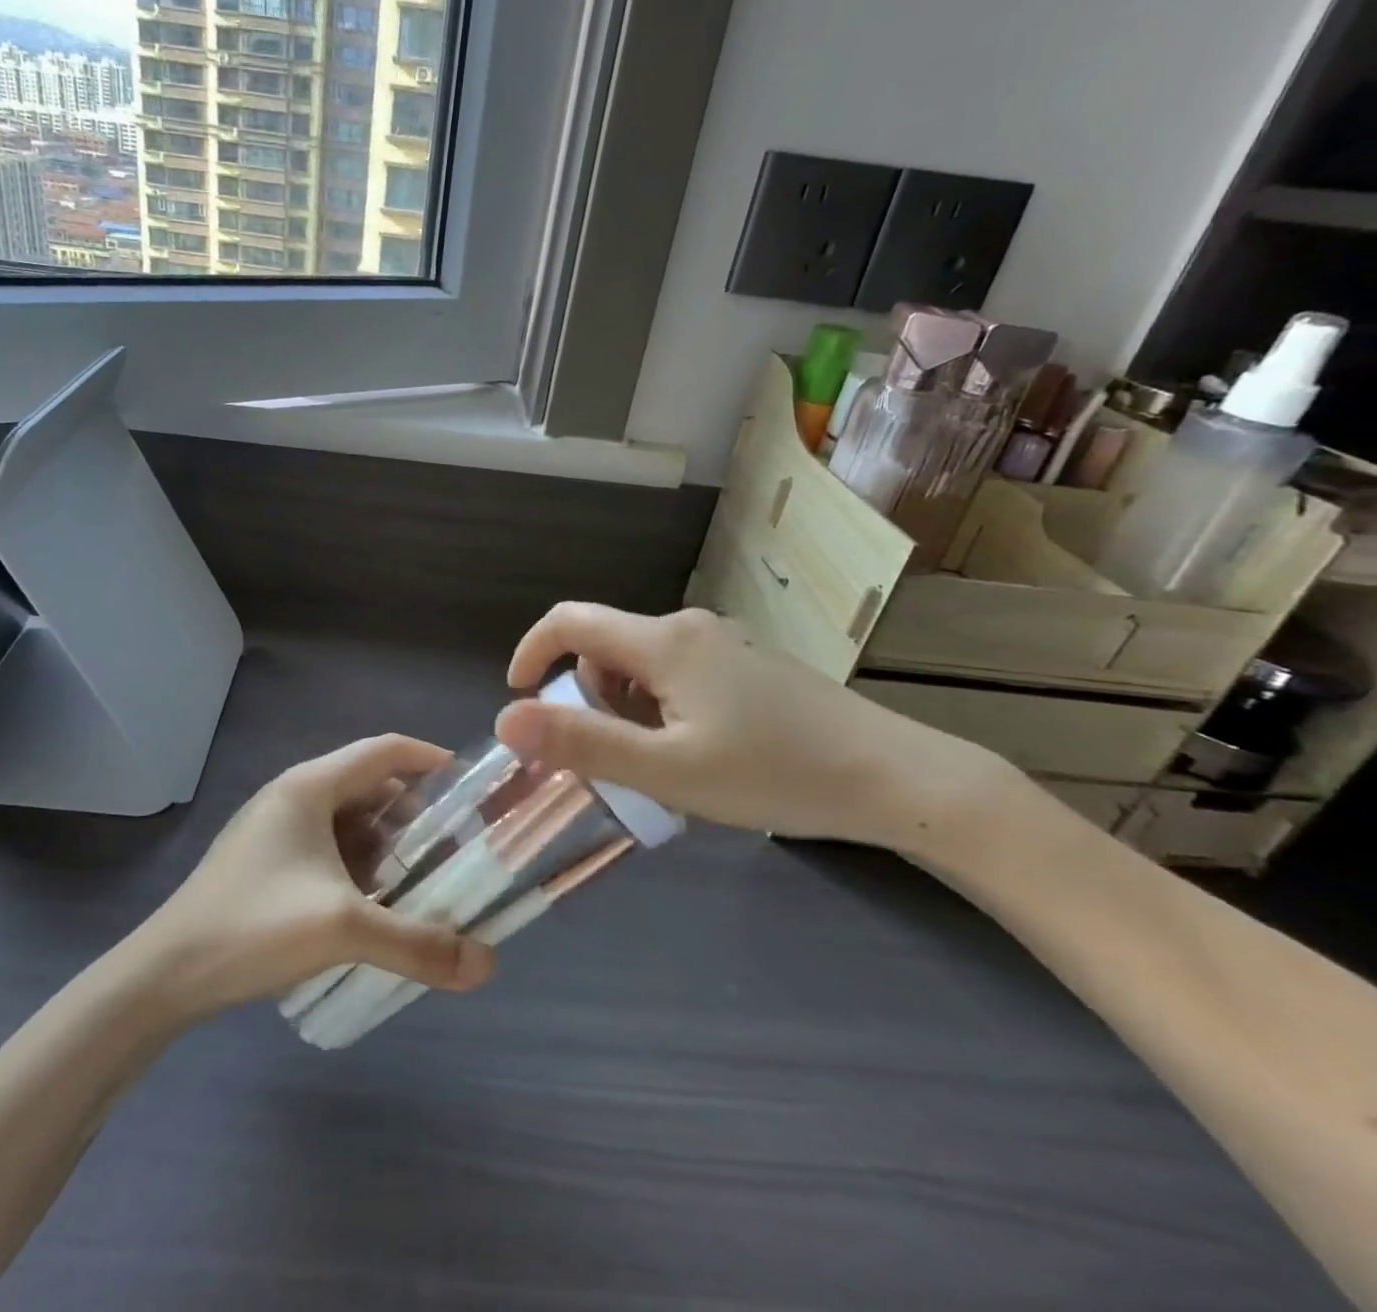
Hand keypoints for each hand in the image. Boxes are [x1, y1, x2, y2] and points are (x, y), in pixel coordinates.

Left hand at [144, 736, 496, 1016]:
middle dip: (413, 813)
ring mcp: (274, 828)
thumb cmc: (252, 927)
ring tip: (418, 880)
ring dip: (385, 843)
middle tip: (451, 847)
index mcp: (310, 786)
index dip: (430, 759)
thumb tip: (487, 965)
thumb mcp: (342, 930)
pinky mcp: (264, 860)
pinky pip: (326, 846)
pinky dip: (357, 864)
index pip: (385, 750)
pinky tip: (371, 904)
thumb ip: (417, 944)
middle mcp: (293, 795)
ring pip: (347, 819)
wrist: (162, 976)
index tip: (469, 786)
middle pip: (369, 785)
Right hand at [494, 604, 1002, 846]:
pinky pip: (678, 677)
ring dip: (628, 710)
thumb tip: (505, 719)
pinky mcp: (748, 667)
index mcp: (663, 642)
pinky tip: (699, 754)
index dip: (531, 652)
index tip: (518, 699)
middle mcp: (689, 629)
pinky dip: (662, 711)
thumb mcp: (667, 770)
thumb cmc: (774, 773)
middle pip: (606, 648)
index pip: (570, 621)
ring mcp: (724, 645)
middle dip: (590, 699)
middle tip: (615, 760)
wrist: (895, 778)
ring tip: (663, 765)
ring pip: (642, 666)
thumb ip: (584, 743)